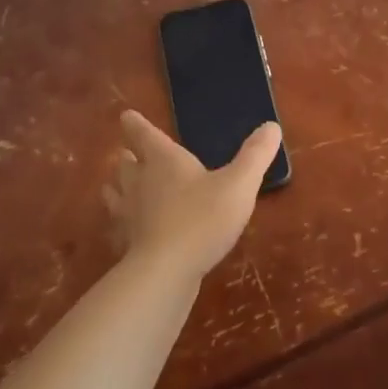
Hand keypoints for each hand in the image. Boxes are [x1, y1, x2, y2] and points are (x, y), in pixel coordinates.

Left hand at [103, 110, 279, 281]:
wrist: (166, 271)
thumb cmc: (203, 219)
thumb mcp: (239, 184)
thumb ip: (255, 155)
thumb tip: (271, 126)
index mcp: (164, 160)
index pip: (144, 134)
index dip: (136, 124)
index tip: (127, 116)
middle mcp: (140, 182)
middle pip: (126, 164)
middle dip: (128, 158)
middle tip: (129, 155)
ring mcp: (128, 215)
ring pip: (116, 195)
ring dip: (118, 189)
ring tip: (119, 188)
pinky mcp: (126, 245)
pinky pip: (118, 228)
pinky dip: (120, 225)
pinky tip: (127, 231)